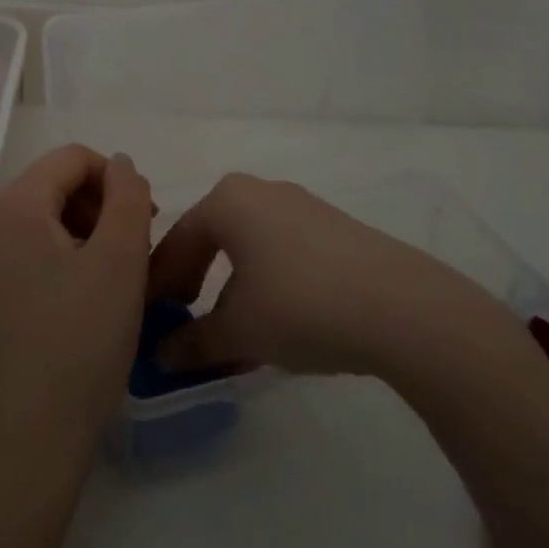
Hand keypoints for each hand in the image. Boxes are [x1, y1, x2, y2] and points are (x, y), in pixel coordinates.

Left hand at [0, 145, 153, 468]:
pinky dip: (45, 261)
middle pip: (48, 187)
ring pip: (31, 222)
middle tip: (128, 254)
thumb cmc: (81, 342)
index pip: (71, 159)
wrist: (25, 437)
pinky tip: (66, 304)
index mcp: (10, 206)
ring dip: (73, 235)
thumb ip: (128, 195)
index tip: (143, 222)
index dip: (115, 181)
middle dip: (94, 209)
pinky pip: (11, 254)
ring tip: (101, 280)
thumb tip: (118, 165)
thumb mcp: (122, 261)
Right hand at [149, 173, 511, 377]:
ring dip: (228, 289)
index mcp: (227, 201)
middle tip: (180, 322)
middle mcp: (260, 191)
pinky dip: (263, 285)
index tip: (147, 320)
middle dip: (191, 283)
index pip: (176, 243)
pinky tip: (271, 325)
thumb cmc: (300, 305)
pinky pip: (280, 252)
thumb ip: (192, 343)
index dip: (156, 285)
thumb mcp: (238, 331)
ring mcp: (301, 206)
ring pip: (247, 248)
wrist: (401, 306)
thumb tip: (161, 356)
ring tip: (227, 335)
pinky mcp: (333, 228)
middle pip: (210, 239)